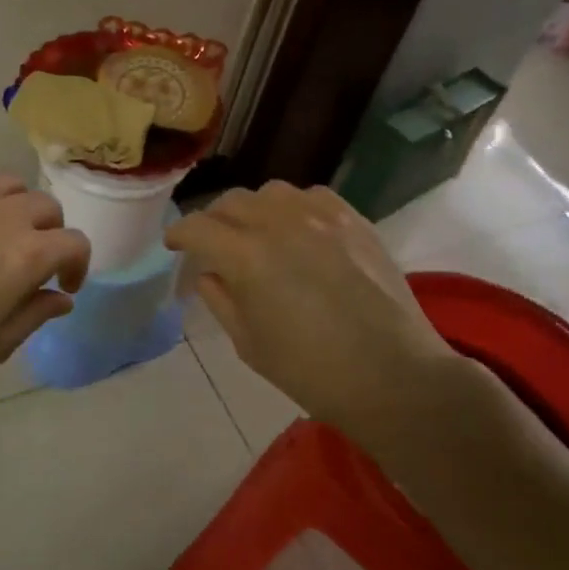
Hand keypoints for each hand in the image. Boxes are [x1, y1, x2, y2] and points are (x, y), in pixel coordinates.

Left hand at [0, 171, 90, 393]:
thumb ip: (37, 314)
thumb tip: (62, 298)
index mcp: (27, 254)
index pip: (75, 243)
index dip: (78, 265)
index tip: (63, 284)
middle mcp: (3, 214)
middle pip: (46, 206)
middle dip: (50, 233)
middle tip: (31, 257)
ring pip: (9, 184)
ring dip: (16, 207)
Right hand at [165, 182, 481, 440]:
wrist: (393, 376)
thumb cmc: (312, 372)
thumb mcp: (250, 344)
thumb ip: (221, 300)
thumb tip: (210, 273)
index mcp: (246, 256)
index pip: (198, 227)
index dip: (179, 234)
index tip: (174, 245)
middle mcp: (279, 223)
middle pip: (230, 202)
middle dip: (213, 221)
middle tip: (213, 245)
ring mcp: (321, 216)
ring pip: (270, 192)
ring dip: (254, 210)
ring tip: (258, 233)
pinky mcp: (354, 220)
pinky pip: (312, 196)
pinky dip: (294, 207)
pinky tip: (299, 230)